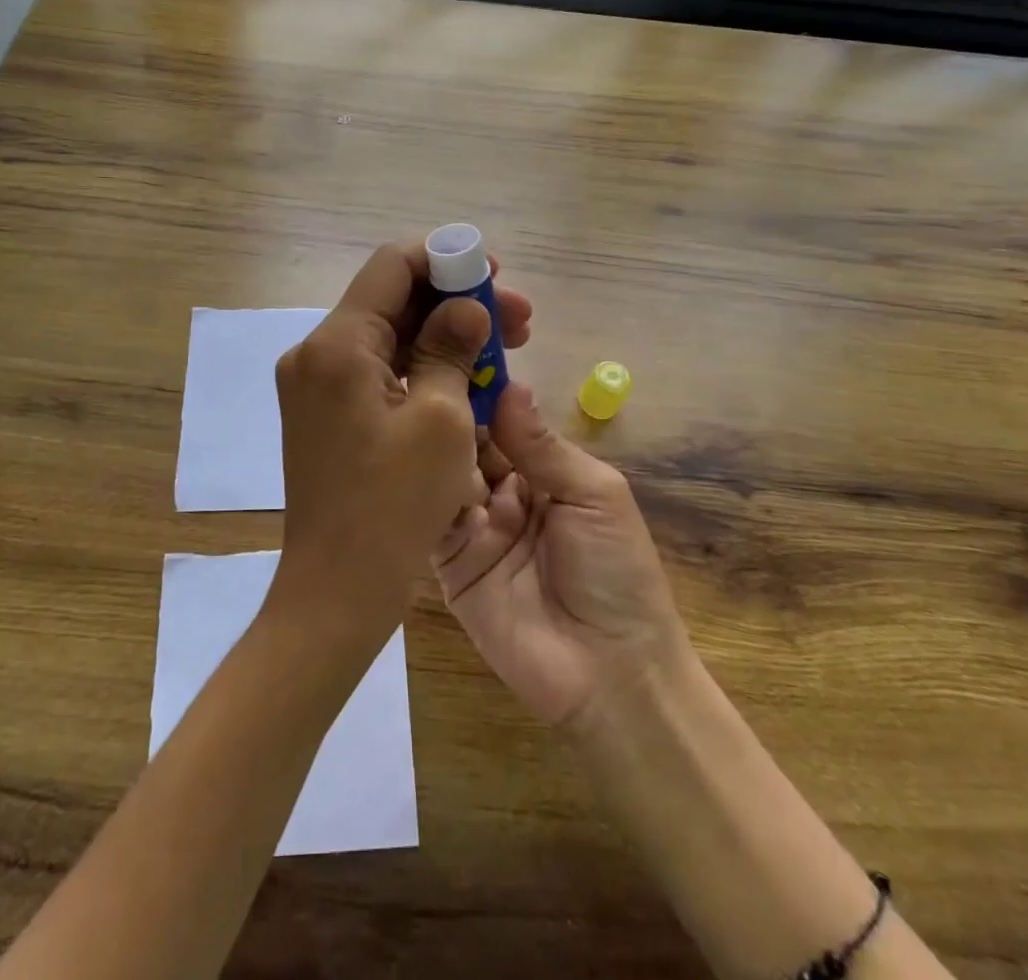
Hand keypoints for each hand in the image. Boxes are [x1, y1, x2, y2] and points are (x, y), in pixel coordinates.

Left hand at [271, 240, 532, 642]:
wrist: (337, 588)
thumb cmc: (394, 504)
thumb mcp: (441, 418)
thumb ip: (452, 349)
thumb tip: (467, 308)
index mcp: (336, 343)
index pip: (391, 266)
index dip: (446, 259)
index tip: (493, 274)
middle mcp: (315, 353)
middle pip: (391, 300)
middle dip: (455, 302)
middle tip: (518, 317)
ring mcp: (315, 385)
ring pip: (387, 337)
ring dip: (443, 335)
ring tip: (508, 347)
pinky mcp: (325, 413)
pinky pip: (377, 371)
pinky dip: (420, 367)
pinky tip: (468, 378)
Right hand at [433, 383, 687, 726]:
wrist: (611, 674)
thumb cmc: (617, 573)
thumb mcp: (595, 495)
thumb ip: (544, 445)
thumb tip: (509, 385)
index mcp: (540, 469)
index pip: (500, 418)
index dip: (480, 389)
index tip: (450, 352)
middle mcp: (500, 490)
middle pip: (465, 441)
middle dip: (449, 415)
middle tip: (421, 384)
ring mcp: (470, 525)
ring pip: (441, 473)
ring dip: (435, 452)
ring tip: (419, 426)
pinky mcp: (447, 562)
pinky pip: (428, 520)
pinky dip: (420, 495)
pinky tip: (410, 471)